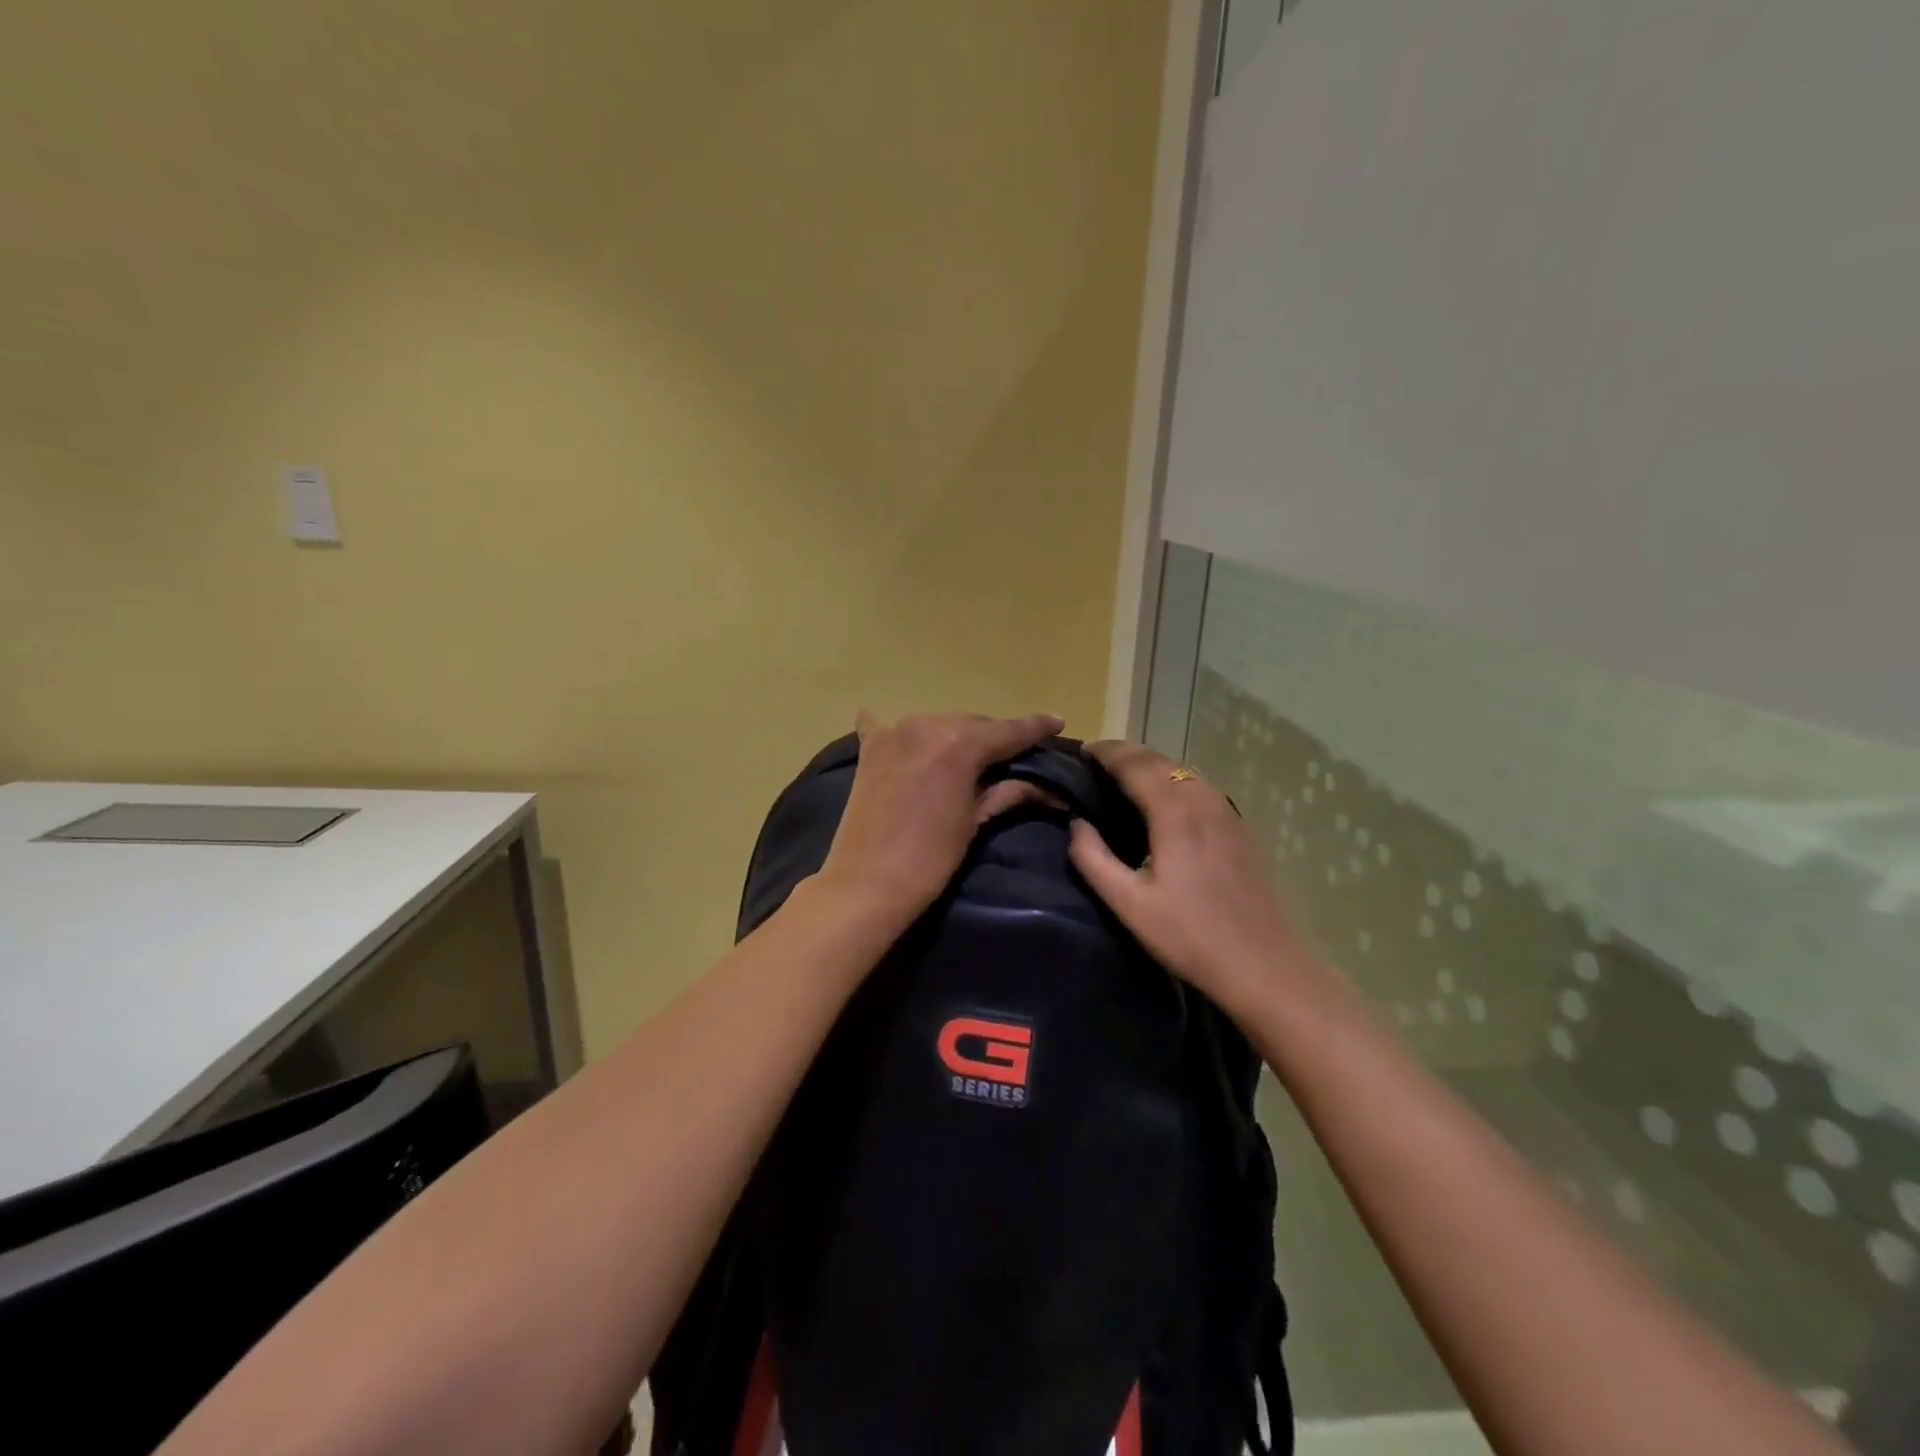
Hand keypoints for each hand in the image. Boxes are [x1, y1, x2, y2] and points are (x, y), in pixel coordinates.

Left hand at [814, 709, 1065, 924]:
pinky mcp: (869, 750)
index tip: (1057, 722)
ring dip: (955, 736)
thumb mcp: (975, 821)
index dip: (1035, 728)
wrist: (867, 884)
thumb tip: (1046, 787)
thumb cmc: (931, 858)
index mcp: (960, 742)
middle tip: (1014, 754)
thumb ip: (1008, 791)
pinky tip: (884, 720)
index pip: (1009, 731)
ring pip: (939, 725)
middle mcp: (927, 724)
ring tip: (969, 754)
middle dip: (995, 737)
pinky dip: (896, 731)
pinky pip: (884, 727)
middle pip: (973, 724)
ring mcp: (894, 733)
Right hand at [1068, 740, 1311, 1017]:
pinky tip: (1163, 802)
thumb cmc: (1189, 935)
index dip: (1106, 752)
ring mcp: (1227, 811)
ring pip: (1183, 770)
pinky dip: (1173, 780)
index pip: (1134, 763)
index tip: (1080, 752)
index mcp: (1174, 811)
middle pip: (1160, 760)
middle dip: (1126, 753)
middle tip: (1095, 763)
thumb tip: (1075, 822)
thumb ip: (1093, 857)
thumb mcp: (1127, 903)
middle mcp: (1203, 799)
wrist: (1262, 965)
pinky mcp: (1240, 827)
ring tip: (1123, 778)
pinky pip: (1200, 786)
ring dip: (1151, 765)